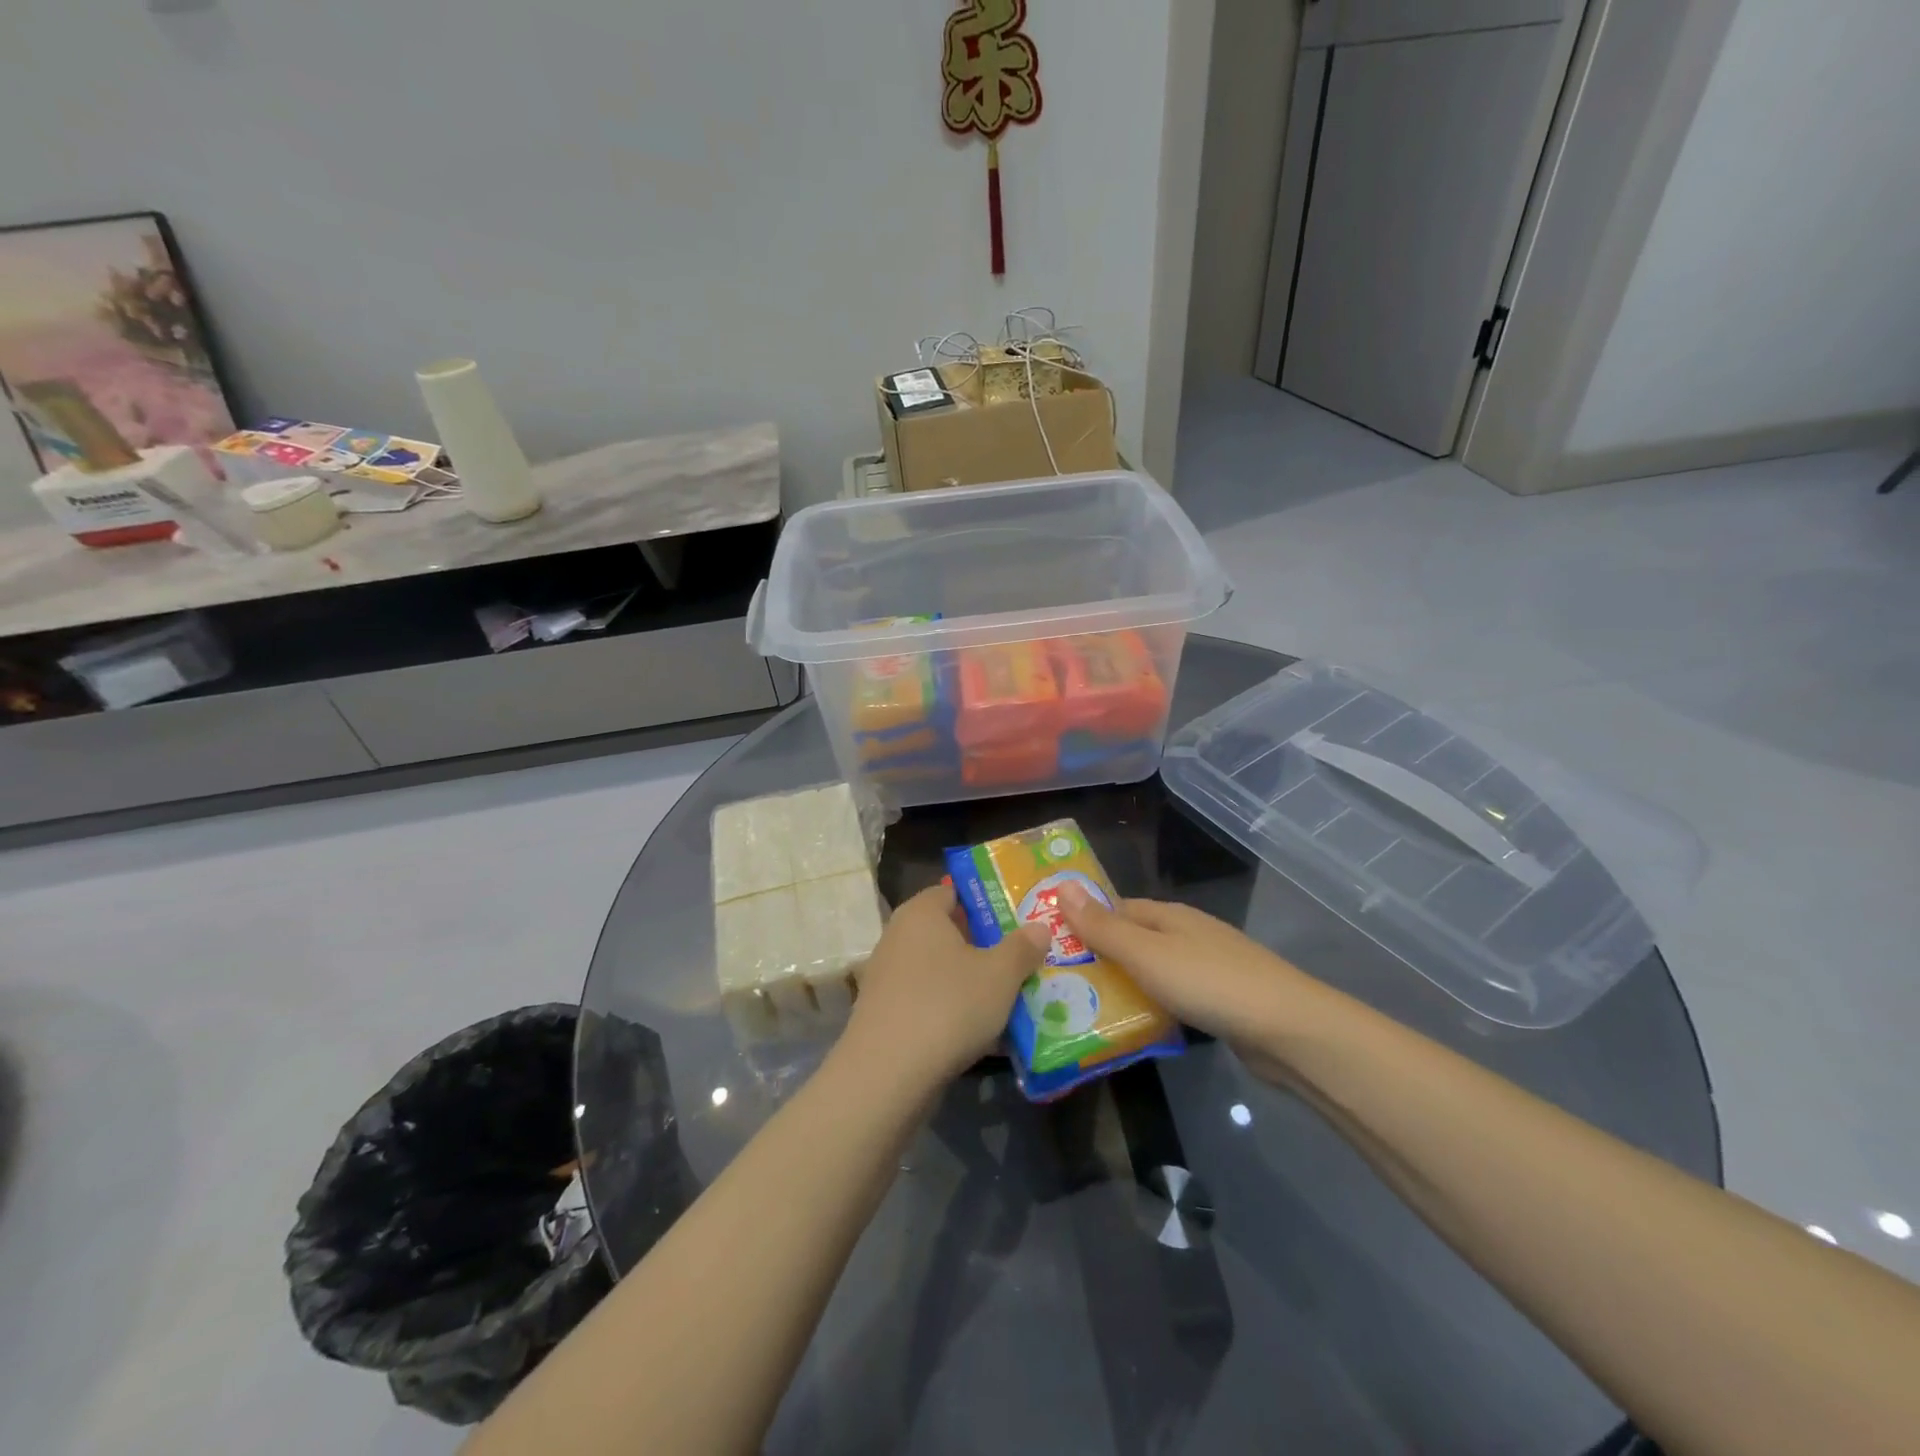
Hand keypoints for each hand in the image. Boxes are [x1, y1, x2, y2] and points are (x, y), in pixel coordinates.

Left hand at [843, 884, 1049, 1090]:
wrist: (887, 1074)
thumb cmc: (948, 1006)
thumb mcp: (1000, 974)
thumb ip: (1022, 947)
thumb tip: (1039, 927)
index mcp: (921, 912)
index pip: (954, 891)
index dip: (987, 901)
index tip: (1018, 917)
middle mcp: (898, 936)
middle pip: (948, 932)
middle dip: (984, 945)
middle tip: (1023, 957)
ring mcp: (887, 976)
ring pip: (940, 970)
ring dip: (970, 981)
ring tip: (1010, 997)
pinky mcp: (884, 1013)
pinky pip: (927, 1000)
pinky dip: (952, 1009)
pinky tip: (982, 1032)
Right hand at [1057, 888, 1326, 1084]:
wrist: (1287, 1030)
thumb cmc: (1209, 983)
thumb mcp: (1146, 954)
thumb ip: (1103, 927)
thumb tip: (1062, 886)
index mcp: (1169, 916)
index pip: (1116, 908)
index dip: (1084, 921)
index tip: (1050, 942)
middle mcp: (1187, 935)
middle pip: (1134, 939)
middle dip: (1100, 956)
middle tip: (1058, 982)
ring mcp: (1207, 968)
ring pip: (1153, 971)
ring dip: (1124, 985)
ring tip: (1084, 1007)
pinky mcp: (1220, 1002)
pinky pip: (1172, 997)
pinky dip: (1151, 1006)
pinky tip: (1135, 1025)